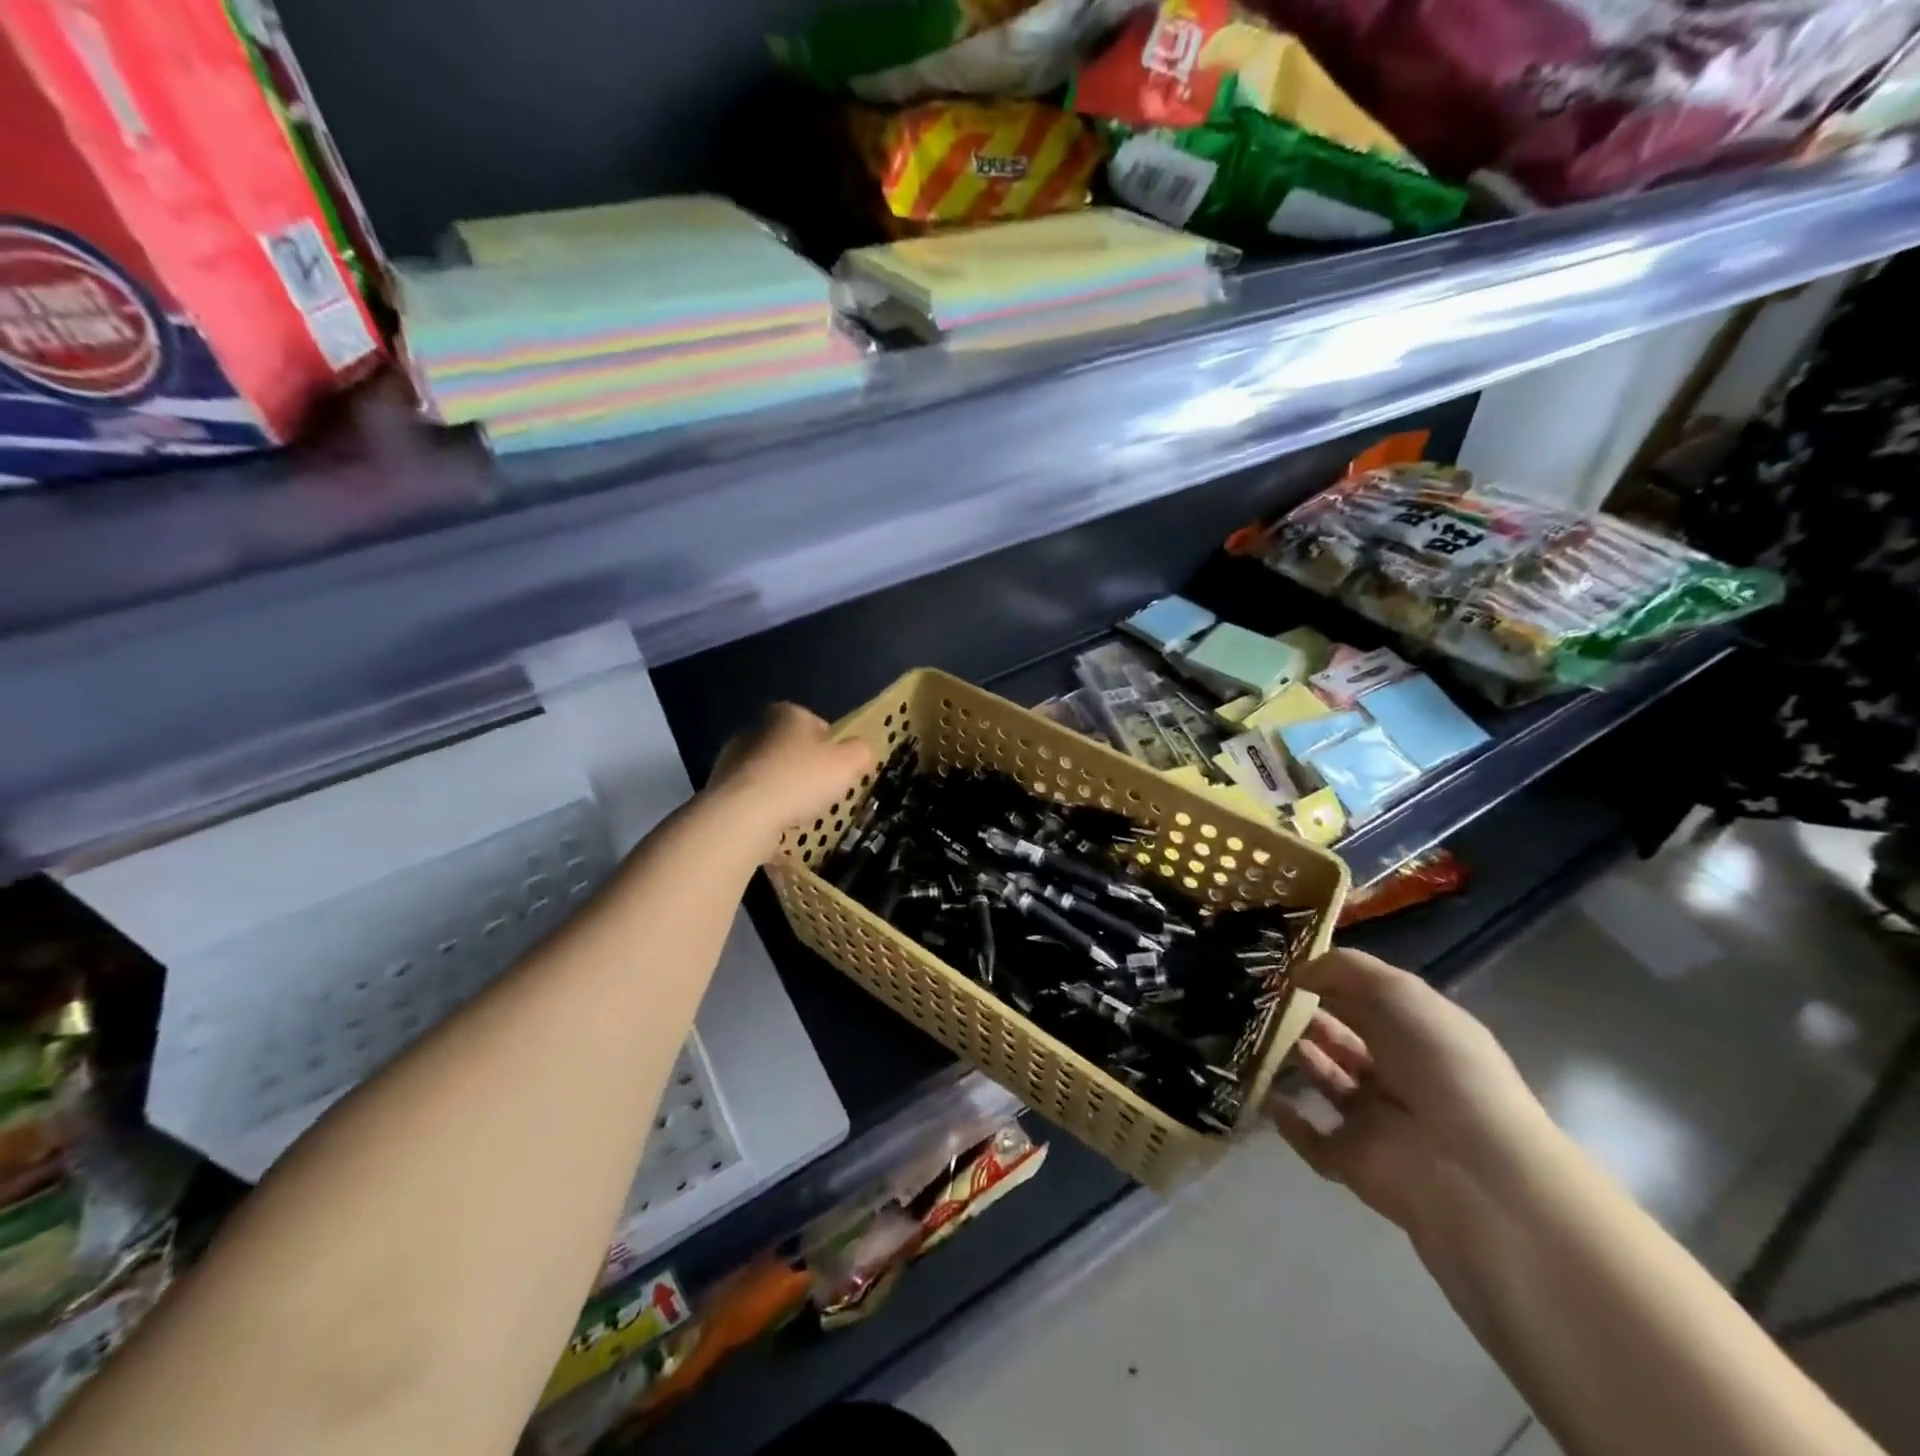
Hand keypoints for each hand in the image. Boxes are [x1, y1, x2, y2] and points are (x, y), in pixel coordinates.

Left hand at [707, 704, 876, 861]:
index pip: (818, 725)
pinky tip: (775, 823)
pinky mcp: (720, 786)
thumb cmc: (800, 779)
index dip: (832, 749)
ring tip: (798, 814)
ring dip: (785, 789)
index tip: (839, 772)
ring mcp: (733, 757)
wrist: (743, 814)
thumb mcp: (848, 763)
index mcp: (786, 712)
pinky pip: (754, 795)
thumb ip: (861, 752)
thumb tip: (862, 752)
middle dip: (806, 768)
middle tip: (822, 794)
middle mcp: (756, 727)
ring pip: (771, 772)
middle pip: (792, 748)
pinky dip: (766, 806)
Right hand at [1268, 949, 1551, 1232]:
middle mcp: (1401, 1075)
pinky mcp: (1353, 1161)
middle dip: (1310, 1018)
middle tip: (1269, 1000)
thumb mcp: (1397, 992)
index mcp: (1421, 1035)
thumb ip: (1343, 970)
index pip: (1373, 1003)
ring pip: (1329, 1082)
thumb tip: (1297, 974)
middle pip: (1347, 1041)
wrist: (1467, 1167)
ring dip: (1299, 1059)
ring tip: (1262, 1033)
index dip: (1334, 982)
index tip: (1290, 969)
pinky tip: (1264, 1092)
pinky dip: (1286, 1119)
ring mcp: (1377, 1120)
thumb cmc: (1438, 1063)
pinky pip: (1311, 1138)